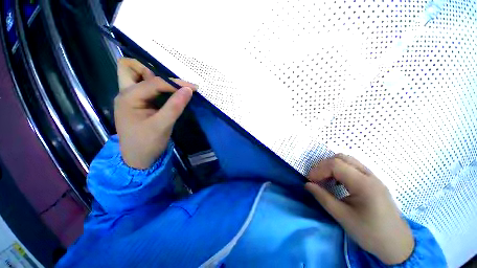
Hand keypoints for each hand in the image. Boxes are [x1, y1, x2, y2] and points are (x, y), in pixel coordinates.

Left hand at [115, 58, 195, 168]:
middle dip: (151, 69)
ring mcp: (130, 98)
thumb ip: (175, 106)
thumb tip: (188, 90)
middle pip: (130, 67)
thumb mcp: (163, 126)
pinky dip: (156, 86)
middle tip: (171, 82)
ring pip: (136, 75)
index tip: (193, 87)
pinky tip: (168, 92)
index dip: (175, 83)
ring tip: (171, 86)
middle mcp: (126, 93)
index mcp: (129, 98)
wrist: (138, 159)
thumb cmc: (147, 144)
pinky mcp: (138, 103)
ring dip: (153, 76)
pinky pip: (144, 86)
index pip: (155, 82)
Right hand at [305, 154, 413, 264]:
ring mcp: (373, 177)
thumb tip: (307, 185)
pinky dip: (340, 170)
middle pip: (341, 158)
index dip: (318, 170)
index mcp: (364, 184)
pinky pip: (353, 167)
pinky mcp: (373, 181)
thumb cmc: (370, 233)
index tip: (310, 181)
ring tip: (325, 179)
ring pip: (348, 160)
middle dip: (324, 165)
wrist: (396, 244)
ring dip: (332, 166)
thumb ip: (323, 198)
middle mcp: (370, 176)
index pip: (335, 165)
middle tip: (316, 178)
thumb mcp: (342, 217)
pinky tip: (337, 182)